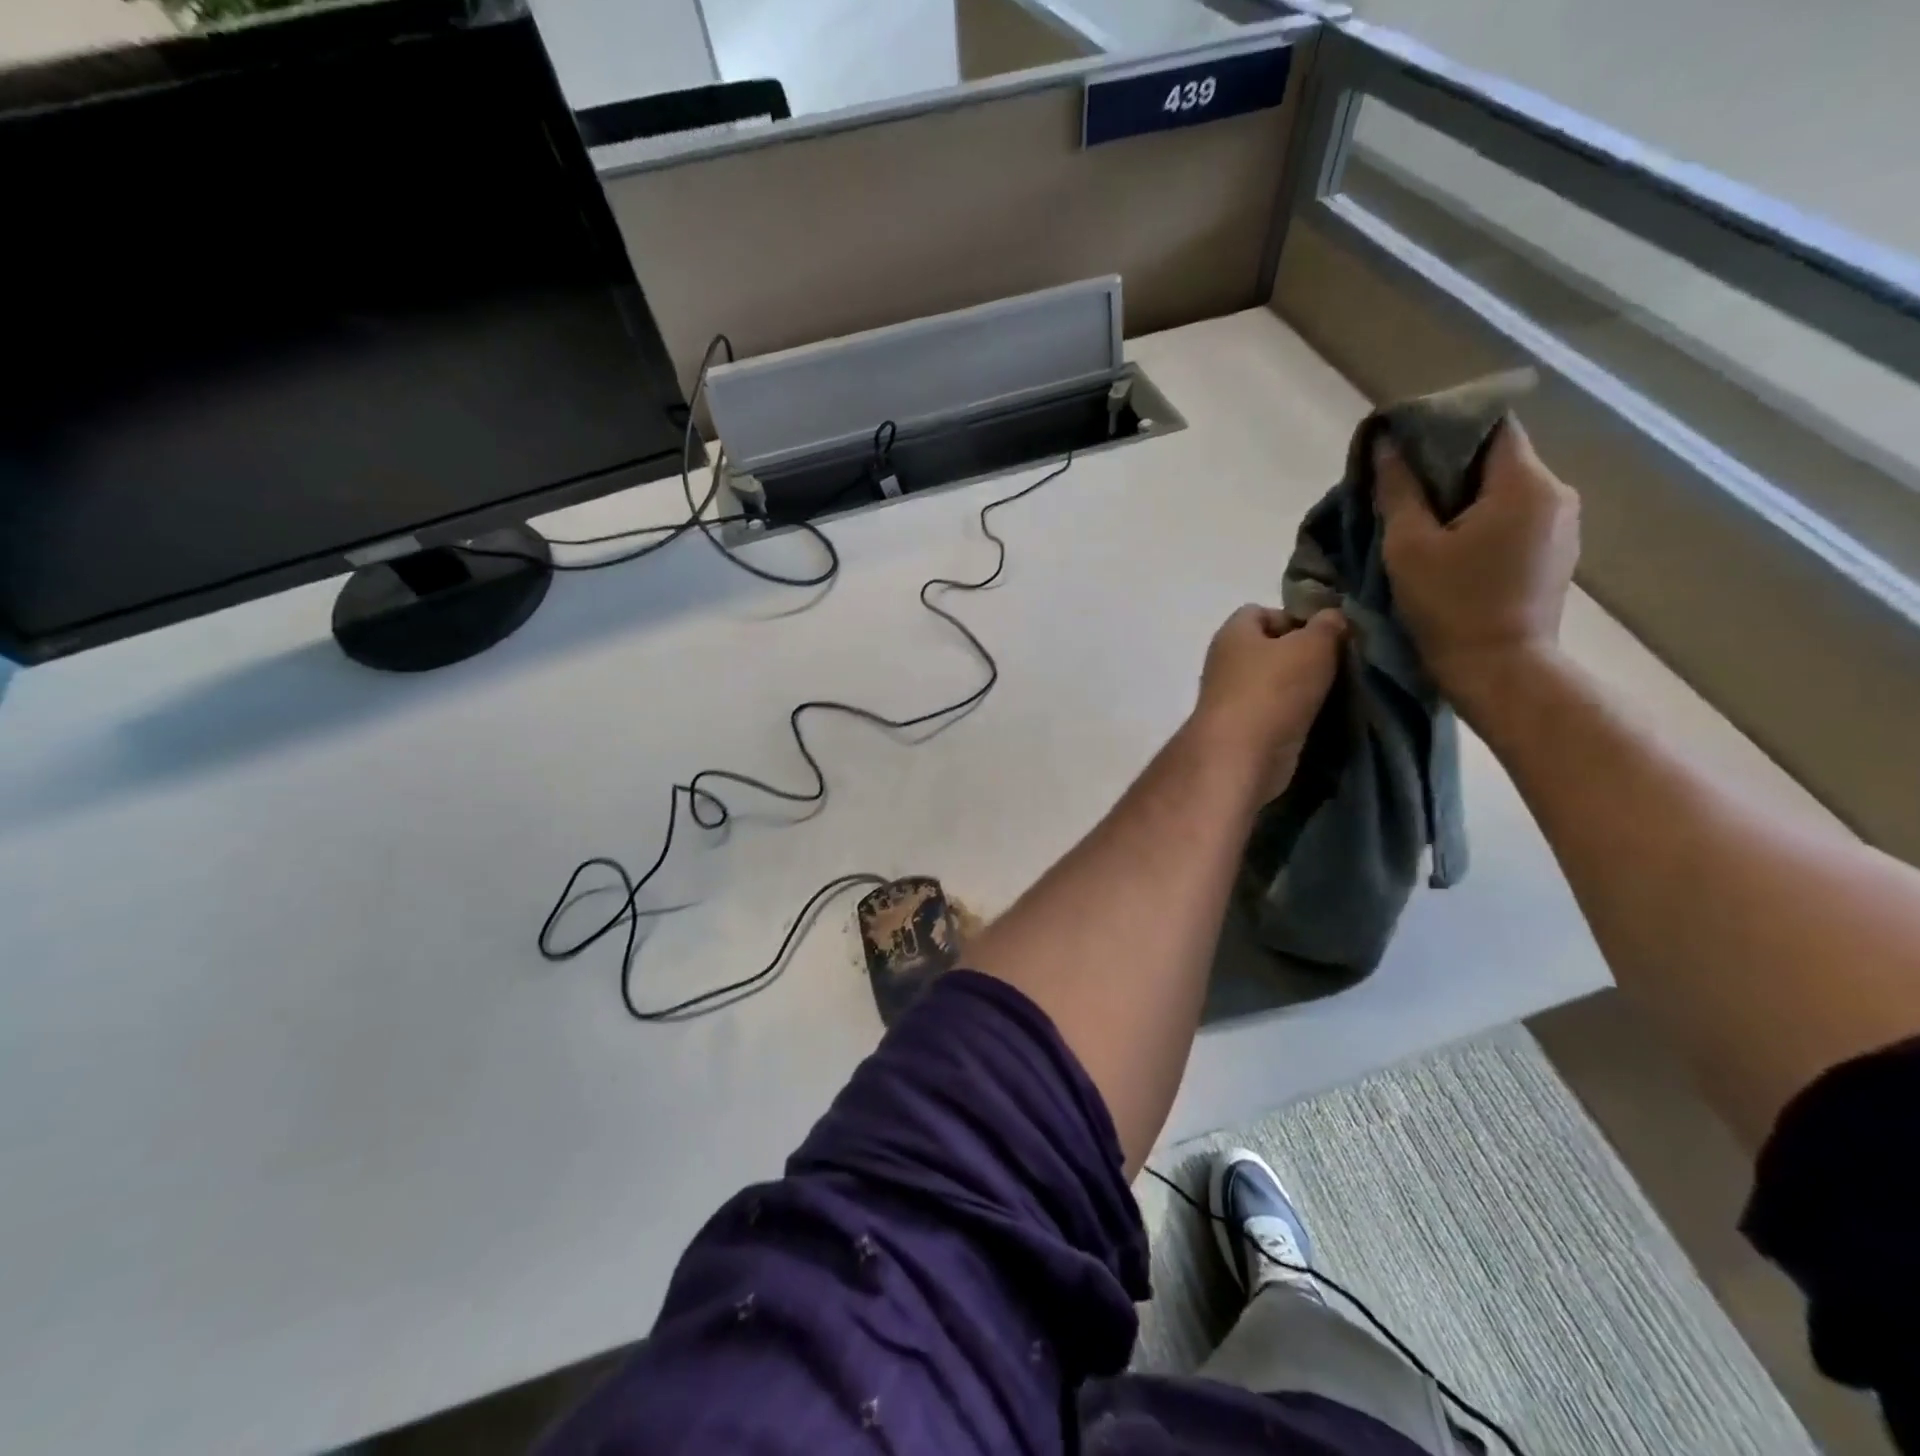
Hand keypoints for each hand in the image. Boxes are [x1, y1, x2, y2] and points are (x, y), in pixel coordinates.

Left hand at [1193, 605, 1345, 800]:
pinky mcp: (1242, 732)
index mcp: (1232, 634)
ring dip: (1303, 690)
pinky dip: (1296, 717)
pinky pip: (1275, 715)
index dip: (1294, 618)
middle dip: (1304, 656)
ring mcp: (1231, 700)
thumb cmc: (1273, 690)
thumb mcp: (1312, 646)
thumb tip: (1332, 617)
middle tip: (1340, 665)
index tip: (1327, 634)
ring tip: (1338, 693)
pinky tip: (1322, 721)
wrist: (1242, 757)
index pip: (1260, 612)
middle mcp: (1225, 664)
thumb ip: (1327, 626)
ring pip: (1274, 685)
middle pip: (1270, 651)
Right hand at [1375, 418, 1579, 713]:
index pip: (1491, 426)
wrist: (1499, 670)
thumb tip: (1386, 444)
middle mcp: (1556, 494)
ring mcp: (1562, 525)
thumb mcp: (1409, 547)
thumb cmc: (1450, 606)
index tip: (1406, 446)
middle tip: (1403, 489)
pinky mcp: (1555, 553)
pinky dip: (1482, 521)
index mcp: (1524, 484)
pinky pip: (1515, 518)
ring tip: (1422, 521)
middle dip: (1449, 467)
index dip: (1446, 428)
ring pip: (1505, 490)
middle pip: (1498, 458)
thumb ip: (1398, 491)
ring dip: (1464, 497)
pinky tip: (1452, 546)